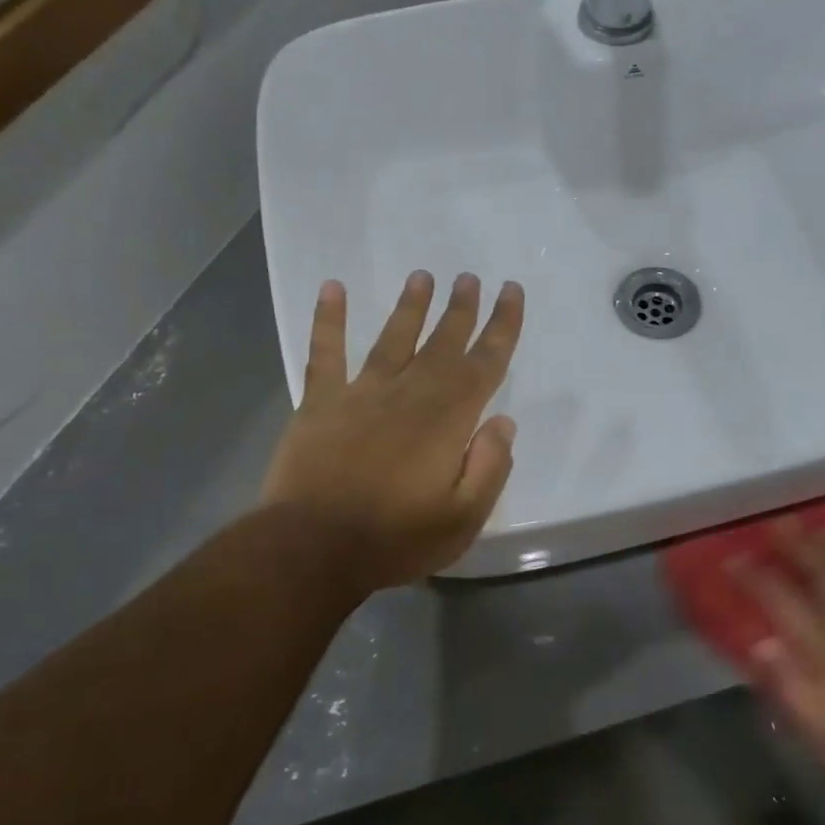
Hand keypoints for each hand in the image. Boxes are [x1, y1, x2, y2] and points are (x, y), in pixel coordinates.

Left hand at [260, 270, 523, 593]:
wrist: (313, 547)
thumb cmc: (396, 538)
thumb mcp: (463, 517)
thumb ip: (490, 467)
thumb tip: (503, 423)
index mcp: (448, 419)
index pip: (484, 364)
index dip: (502, 327)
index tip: (511, 292)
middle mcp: (408, 394)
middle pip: (442, 344)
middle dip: (461, 310)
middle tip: (470, 277)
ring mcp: (361, 394)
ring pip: (392, 339)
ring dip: (410, 307)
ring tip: (422, 277)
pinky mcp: (320, 404)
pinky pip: (325, 353)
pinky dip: (329, 319)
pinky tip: (332, 288)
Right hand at [732, 517, 824, 786]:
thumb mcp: (812, 722)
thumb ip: (784, 679)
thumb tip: (760, 640)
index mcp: (822, 646)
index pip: (780, 598)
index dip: (755, 575)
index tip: (735, 558)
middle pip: (822, 571)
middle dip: (796, 545)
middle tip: (777, 524)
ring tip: (820, 528)